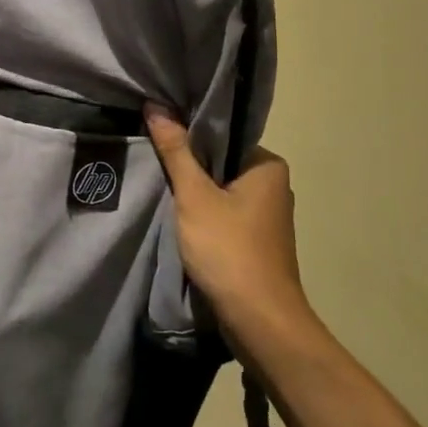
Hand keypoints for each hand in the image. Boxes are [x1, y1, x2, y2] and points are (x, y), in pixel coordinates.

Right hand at [145, 106, 311, 347]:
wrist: (259, 320)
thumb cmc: (228, 249)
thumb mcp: (194, 196)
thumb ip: (176, 151)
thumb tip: (156, 106)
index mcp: (268, 165)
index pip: (223, 136)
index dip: (188, 135)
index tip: (157, 136)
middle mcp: (274, 186)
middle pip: (221, 164)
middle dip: (189, 167)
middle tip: (152, 162)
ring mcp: (268, 217)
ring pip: (221, 192)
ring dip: (194, 195)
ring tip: (160, 188)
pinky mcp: (258, 243)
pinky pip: (225, 216)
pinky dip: (203, 217)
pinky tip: (179, 220)